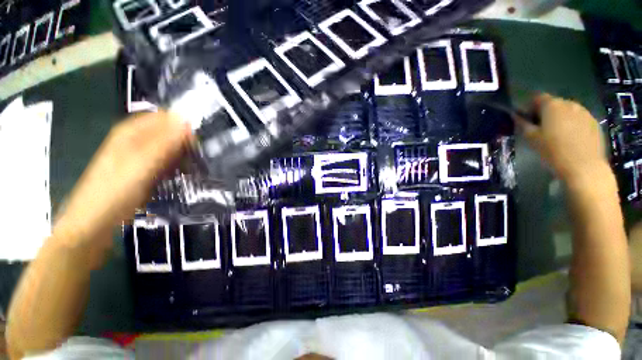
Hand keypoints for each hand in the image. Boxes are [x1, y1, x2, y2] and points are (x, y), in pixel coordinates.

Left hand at [53, 111, 191, 250]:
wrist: (96, 220)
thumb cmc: (116, 189)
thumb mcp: (143, 163)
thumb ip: (165, 141)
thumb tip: (187, 120)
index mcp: (133, 131)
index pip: (167, 118)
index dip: (184, 128)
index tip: (196, 146)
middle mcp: (136, 139)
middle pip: (169, 133)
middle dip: (184, 145)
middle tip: (194, 161)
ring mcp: (139, 155)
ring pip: (169, 148)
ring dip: (181, 157)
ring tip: (188, 171)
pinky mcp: (142, 169)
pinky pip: (165, 161)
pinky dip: (175, 166)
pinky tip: (177, 176)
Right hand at [516, 94, 609, 183]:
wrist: (584, 167)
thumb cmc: (553, 151)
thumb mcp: (531, 139)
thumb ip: (523, 124)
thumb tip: (516, 116)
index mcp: (552, 105)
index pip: (538, 97)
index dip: (530, 106)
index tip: (527, 118)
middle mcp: (570, 104)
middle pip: (554, 103)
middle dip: (546, 112)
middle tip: (541, 128)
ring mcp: (585, 113)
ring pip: (568, 111)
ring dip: (561, 118)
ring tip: (557, 134)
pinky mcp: (595, 123)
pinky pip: (580, 119)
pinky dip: (573, 125)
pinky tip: (571, 139)